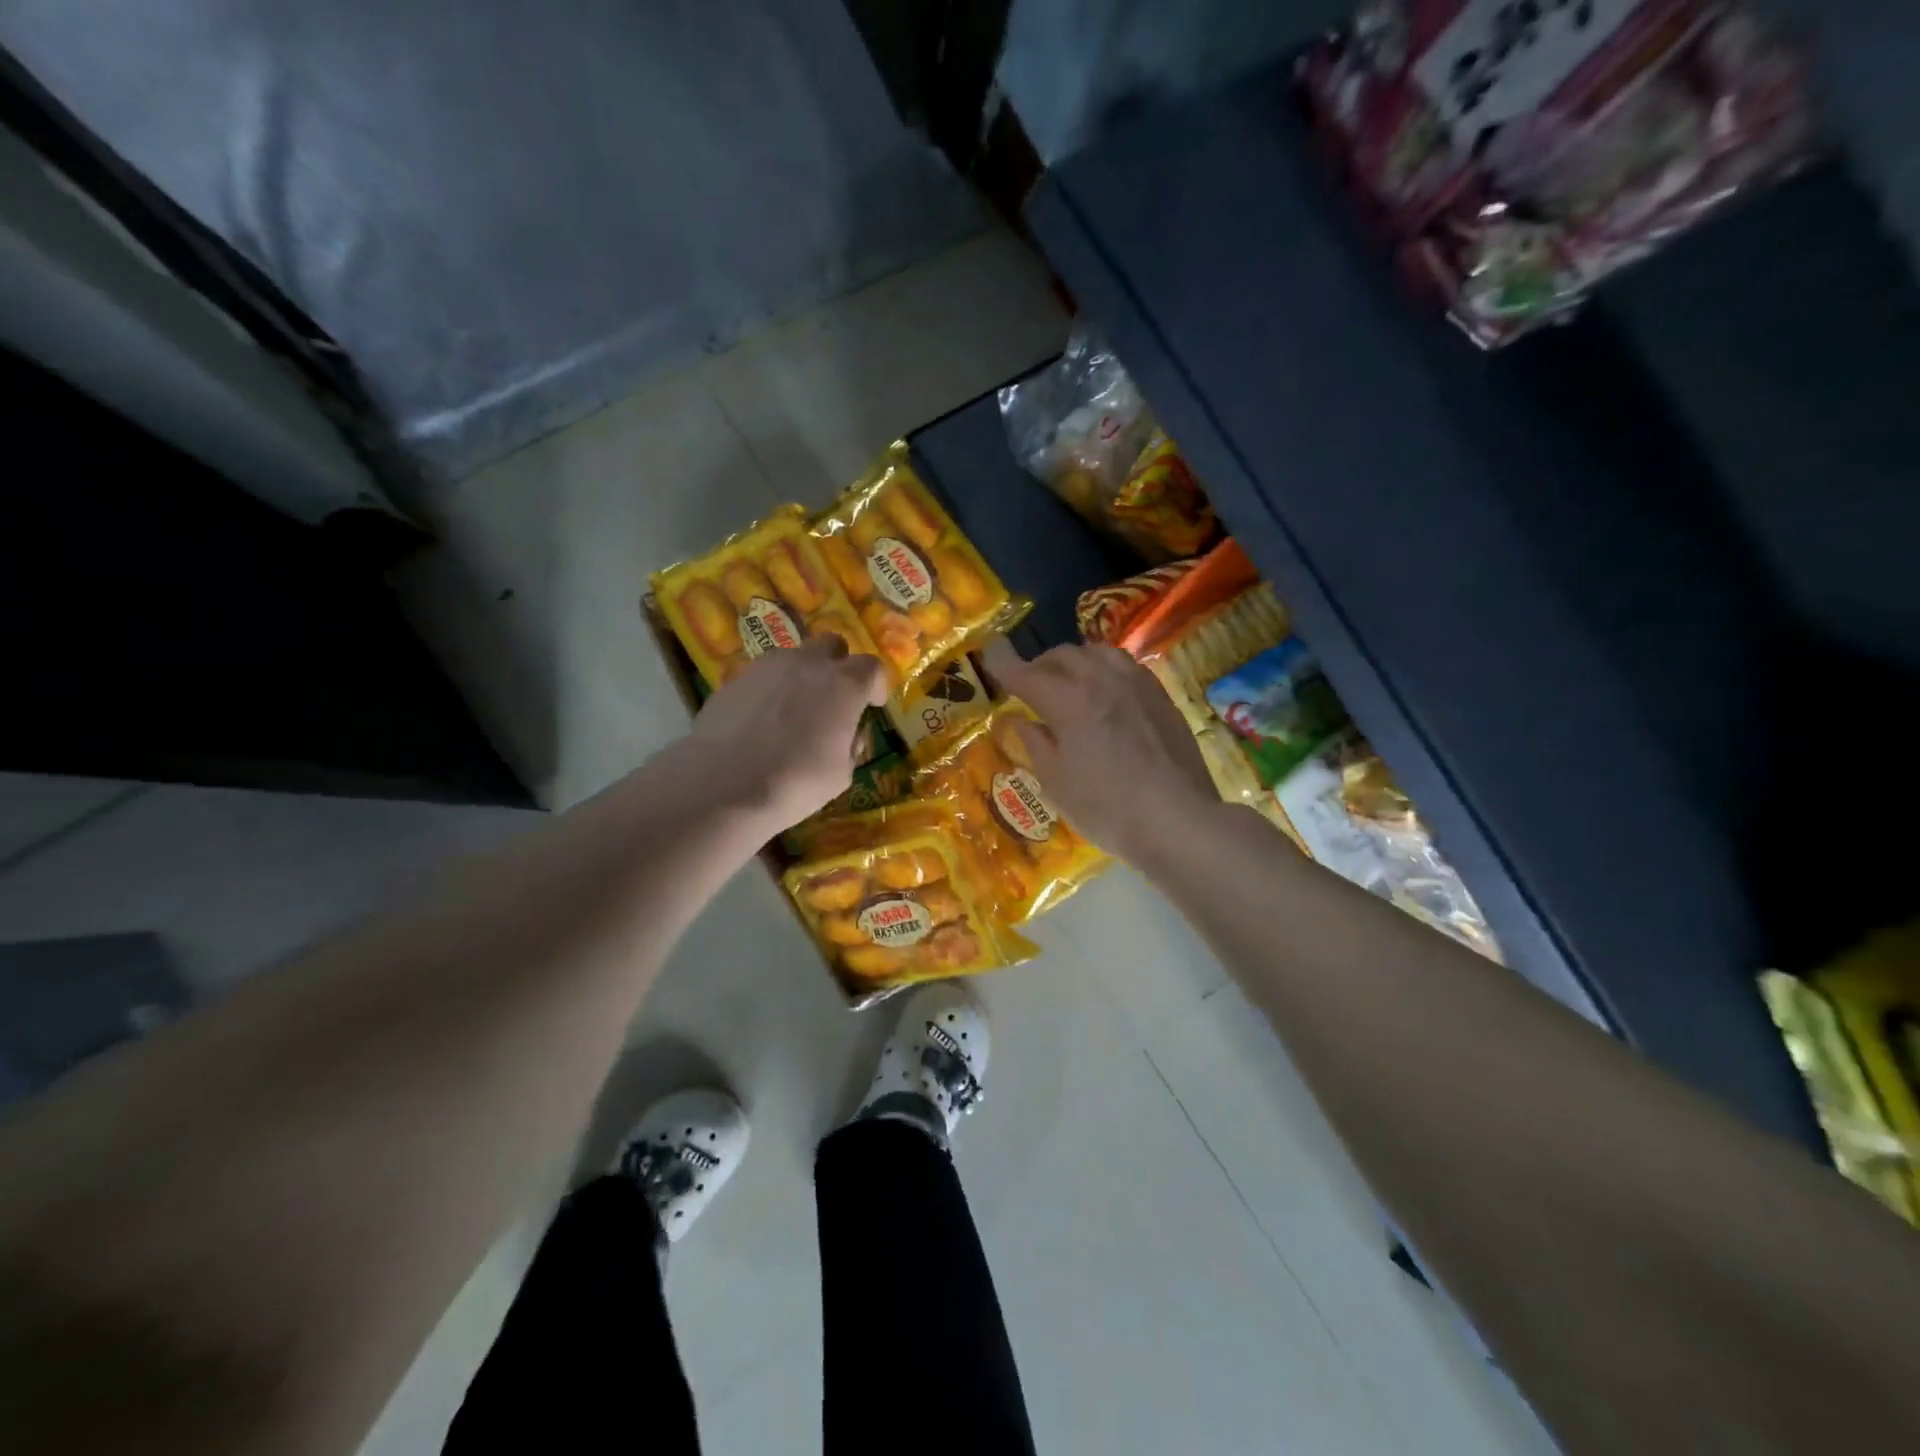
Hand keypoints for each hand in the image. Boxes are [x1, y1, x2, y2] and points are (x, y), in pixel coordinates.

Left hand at [687, 637, 889, 830]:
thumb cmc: (795, 783)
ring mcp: (766, 666)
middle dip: (839, 665)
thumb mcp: (840, 774)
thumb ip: (850, 745)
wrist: (723, 785)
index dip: (876, 684)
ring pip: (794, 657)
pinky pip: (763, 676)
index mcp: (843, 684)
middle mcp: (807, 663)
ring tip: (795, 709)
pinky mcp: (734, 678)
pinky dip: (770, 690)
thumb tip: (848, 734)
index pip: (872, 666)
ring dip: (802, 675)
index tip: (873, 704)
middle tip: (835, 696)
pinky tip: (762, 721)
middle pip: (832, 645)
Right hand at [980, 638, 1222, 864]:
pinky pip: (1126, 667)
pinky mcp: (1161, 697)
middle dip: (1040, 665)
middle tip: (1029, 684)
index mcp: (1070, 701)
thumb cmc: (1107, 808)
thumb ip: (1035, 744)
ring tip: (1069, 682)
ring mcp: (1137, 684)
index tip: (990, 657)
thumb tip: (1020, 721)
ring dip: (1075, 661)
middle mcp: (1103, 680)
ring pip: (1098, 653)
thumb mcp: (1056, 784)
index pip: (1028, 674)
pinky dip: (1105, 670)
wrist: (1178, 819)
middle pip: (1064, 655)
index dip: (1005, 666)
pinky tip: (1106, 693)